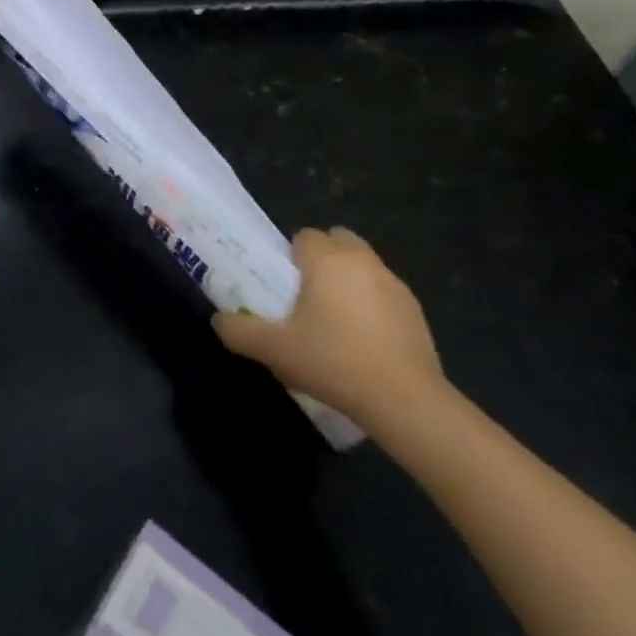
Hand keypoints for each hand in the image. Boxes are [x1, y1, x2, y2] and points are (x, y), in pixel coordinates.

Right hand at [212, 227, 441, 427]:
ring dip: (349, 280)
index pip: (305, 236)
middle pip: (338, 240)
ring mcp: (394, 284)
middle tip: (308, 294)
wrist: (403, 399)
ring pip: (364, 265)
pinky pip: (385, 293)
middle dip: (323, 258)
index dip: (291, 256)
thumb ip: (240, 330)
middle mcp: (362, 261)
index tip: (285, 285)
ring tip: (336, 320)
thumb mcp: (274, 349)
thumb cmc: (332, 360)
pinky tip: (364, 341)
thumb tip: (220, 320)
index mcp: (327, 260)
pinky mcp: (416, 311)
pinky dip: (373, 305)